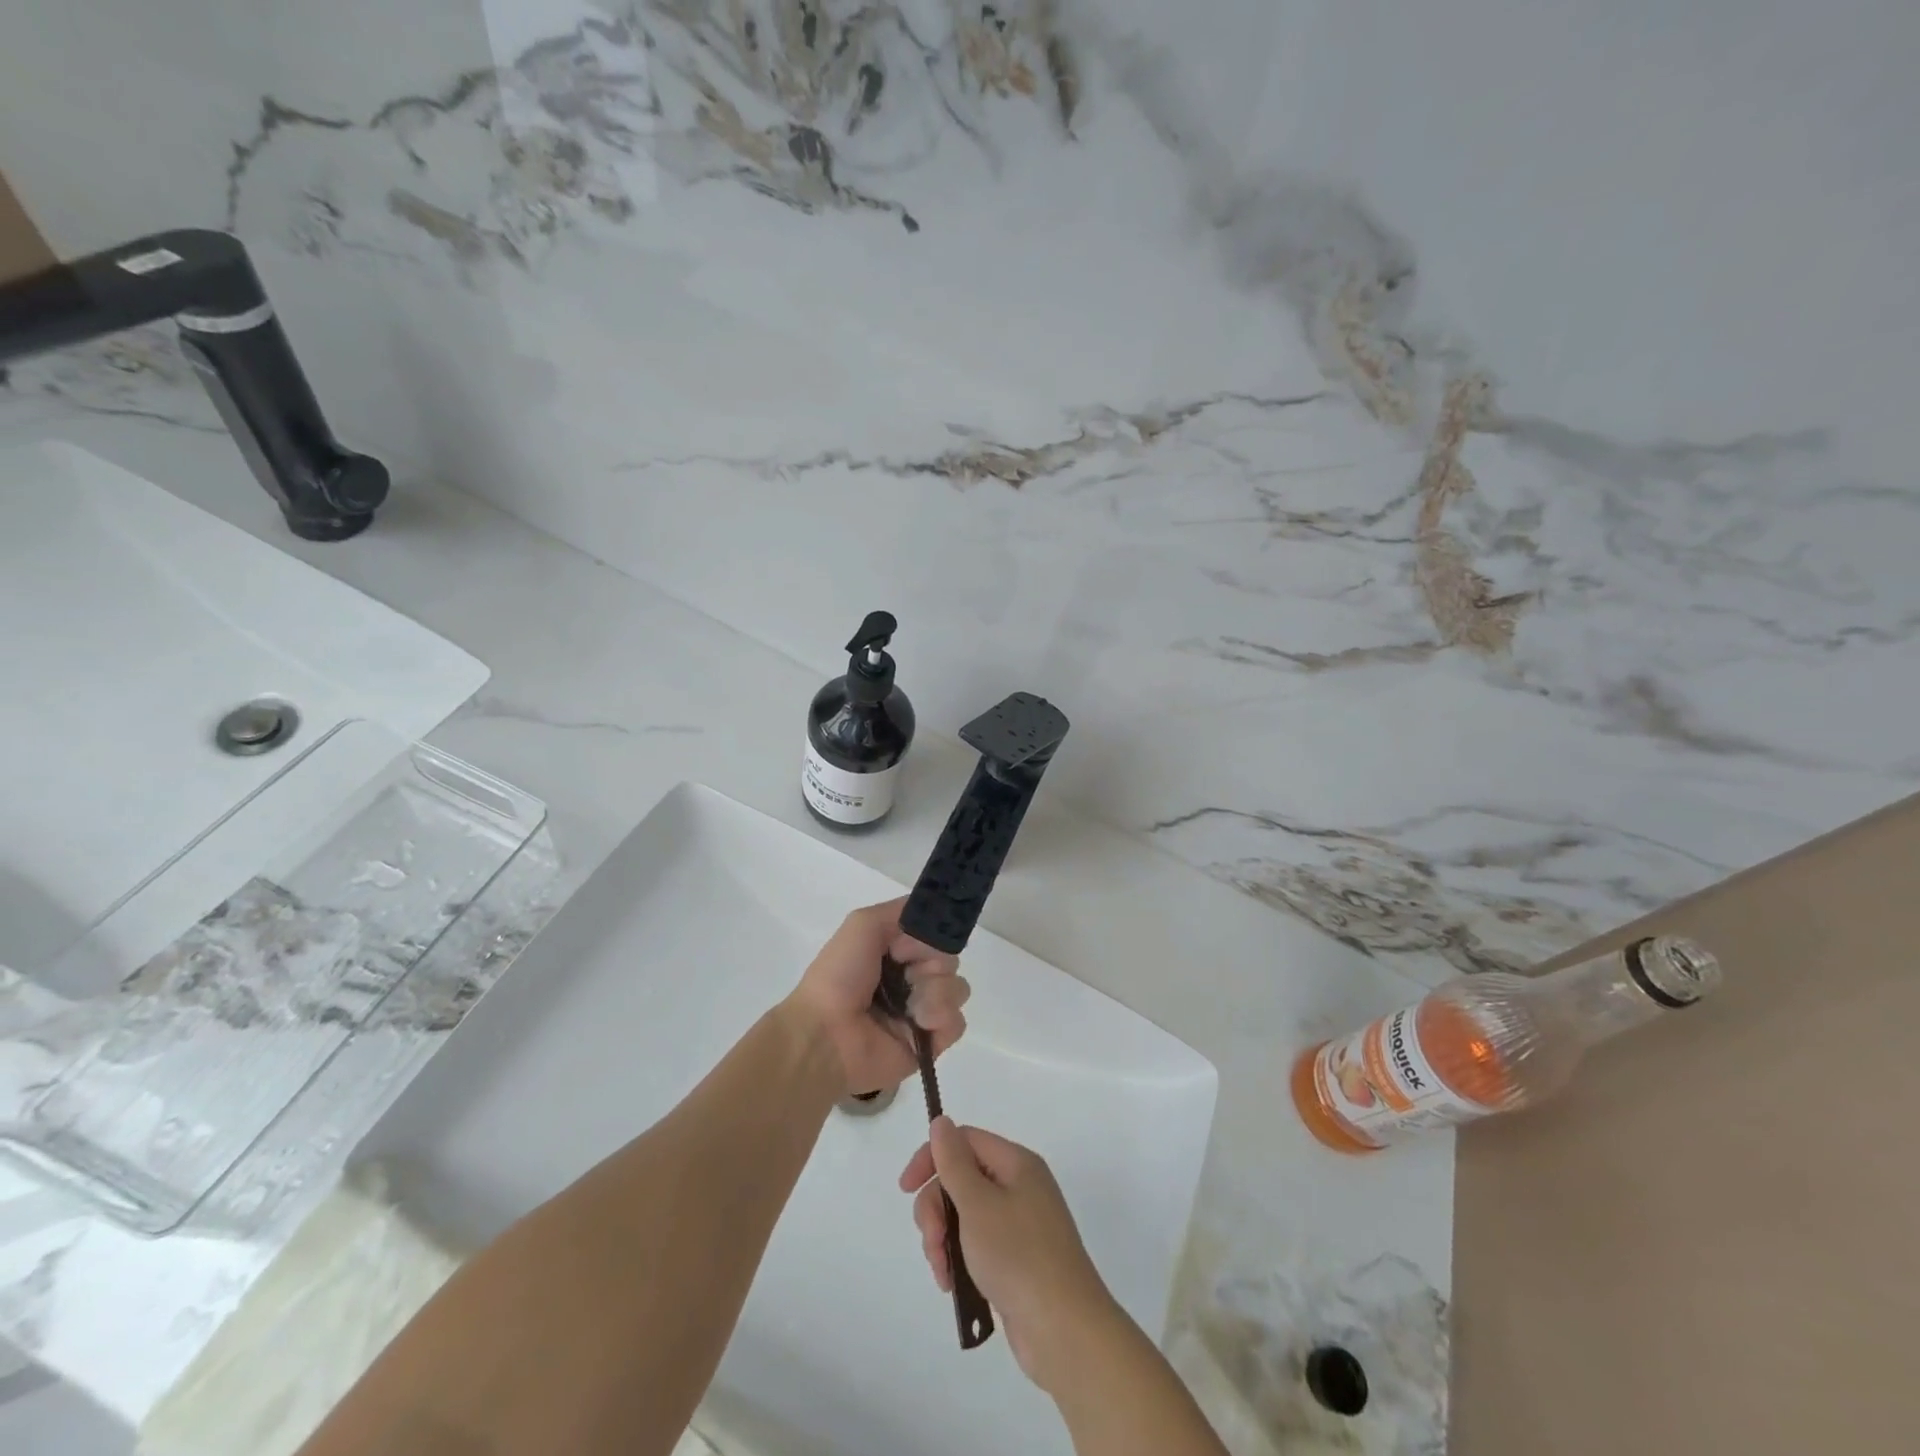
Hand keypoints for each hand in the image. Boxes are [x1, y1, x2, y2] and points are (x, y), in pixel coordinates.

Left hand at [788, 898, 968, 1096]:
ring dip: (935, 992)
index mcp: (893, 953)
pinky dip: (940, 1019)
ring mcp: (921, 1012)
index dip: (927, 936)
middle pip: (949, 959)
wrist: (827, 1037)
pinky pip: (957, 1021)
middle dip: (932, 963)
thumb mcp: (862, 924)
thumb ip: (900, 910)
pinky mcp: (931, 1044)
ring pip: (957, 988)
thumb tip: (934, 912)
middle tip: (905, 976)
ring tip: (910, 1007)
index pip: (933, 934)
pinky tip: (918, 1024)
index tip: (903, 946)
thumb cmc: (840, 977)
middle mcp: (909, 979)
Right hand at [899, 1118, 1118, 1391]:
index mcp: (1016, 1163)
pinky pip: (976, 1244)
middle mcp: (1019, 1186)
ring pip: (965, 1214)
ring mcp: (1019, 1224)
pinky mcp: (1016, 1259)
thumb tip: (941, 1121)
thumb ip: (954, 1162)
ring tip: (943, 1273)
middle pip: (961, 1178)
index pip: (964, 1140)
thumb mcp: (978, 1204)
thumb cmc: (1019, 1257)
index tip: (905, 1189)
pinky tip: (953, 1285)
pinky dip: (960, 1259)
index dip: (932, 1157)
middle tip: (932, 1242)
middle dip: (937, 1209)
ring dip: (944, 1239)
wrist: (1065, 1332)